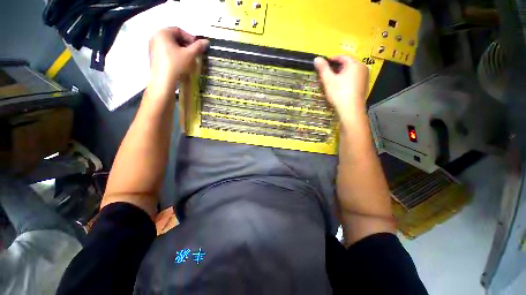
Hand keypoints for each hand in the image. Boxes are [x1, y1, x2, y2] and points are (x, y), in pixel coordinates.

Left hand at [148, 27, 208, 92]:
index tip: (198, 47)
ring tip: (189, 61)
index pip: (179, 31)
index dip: (190, 38)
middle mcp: (155, 37)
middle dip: (186, 45)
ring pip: (171, 46)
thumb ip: (198, 47)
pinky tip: (181, 65)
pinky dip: (175, 57)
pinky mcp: (154, 58)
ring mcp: (153, 48)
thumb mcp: (190, 55)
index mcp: (163, 33)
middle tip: (194, 54)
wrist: (163, 81)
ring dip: (181, 51)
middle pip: (174, 38)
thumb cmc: (177, 65)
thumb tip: (206, 41)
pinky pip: (166, 53)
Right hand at [314, 56, 368, 121]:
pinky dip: (345, 80)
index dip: (331, 59)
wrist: (350, 110)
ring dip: (340, 74)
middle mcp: (362, 68)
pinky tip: (339, 88)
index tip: (324, 64)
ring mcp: (364, 78)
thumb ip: (323, 68)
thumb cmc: (339, 93)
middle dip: (336, 68)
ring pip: (350, 72)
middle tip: (326, 74)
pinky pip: (353, 79)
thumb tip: (317, 59)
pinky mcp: (363, 87)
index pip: (342, 56)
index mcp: (355, 64)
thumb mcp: (328, 80)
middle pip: (347, 64)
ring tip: (332, 82)